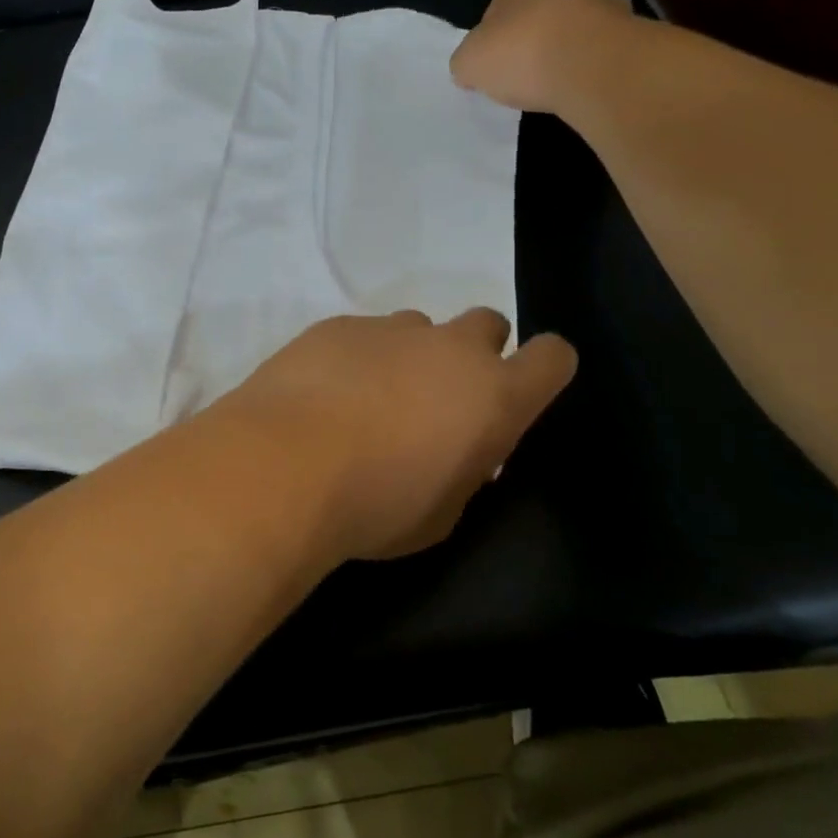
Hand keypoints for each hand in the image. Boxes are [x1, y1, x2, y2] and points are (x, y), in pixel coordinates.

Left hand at [218, 310, 576, 562]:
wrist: (283, 467)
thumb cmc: (375, 506)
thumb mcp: (441, 513)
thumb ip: (463, 472)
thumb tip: (458, 453)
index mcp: (494, 395)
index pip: (553, 357)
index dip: (544, 369)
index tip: (524, 390)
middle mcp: (449, 348)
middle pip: (487, 324)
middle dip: (475, 353)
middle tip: (440, 397)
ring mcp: (389, 329)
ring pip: (419, 327)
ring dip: (410, 356)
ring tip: (370, 400)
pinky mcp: (336, 325)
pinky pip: (362, 333)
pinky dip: (355, 357)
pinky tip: (324, 393)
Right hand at [451, 0, 635, 113]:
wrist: (594, 66)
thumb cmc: (522, 54)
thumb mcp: (468, 63)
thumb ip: (465, 62)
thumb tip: (472, 69)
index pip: (497, 4)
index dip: (491, 36)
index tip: (491, 64)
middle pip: (536, 12)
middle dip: (528, 39)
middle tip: (519, 74)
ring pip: (570, 27)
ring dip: (561, 49)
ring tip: (550, 83)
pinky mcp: (628, 26)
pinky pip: (595, 46)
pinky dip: (586, 62)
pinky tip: (576, 83)